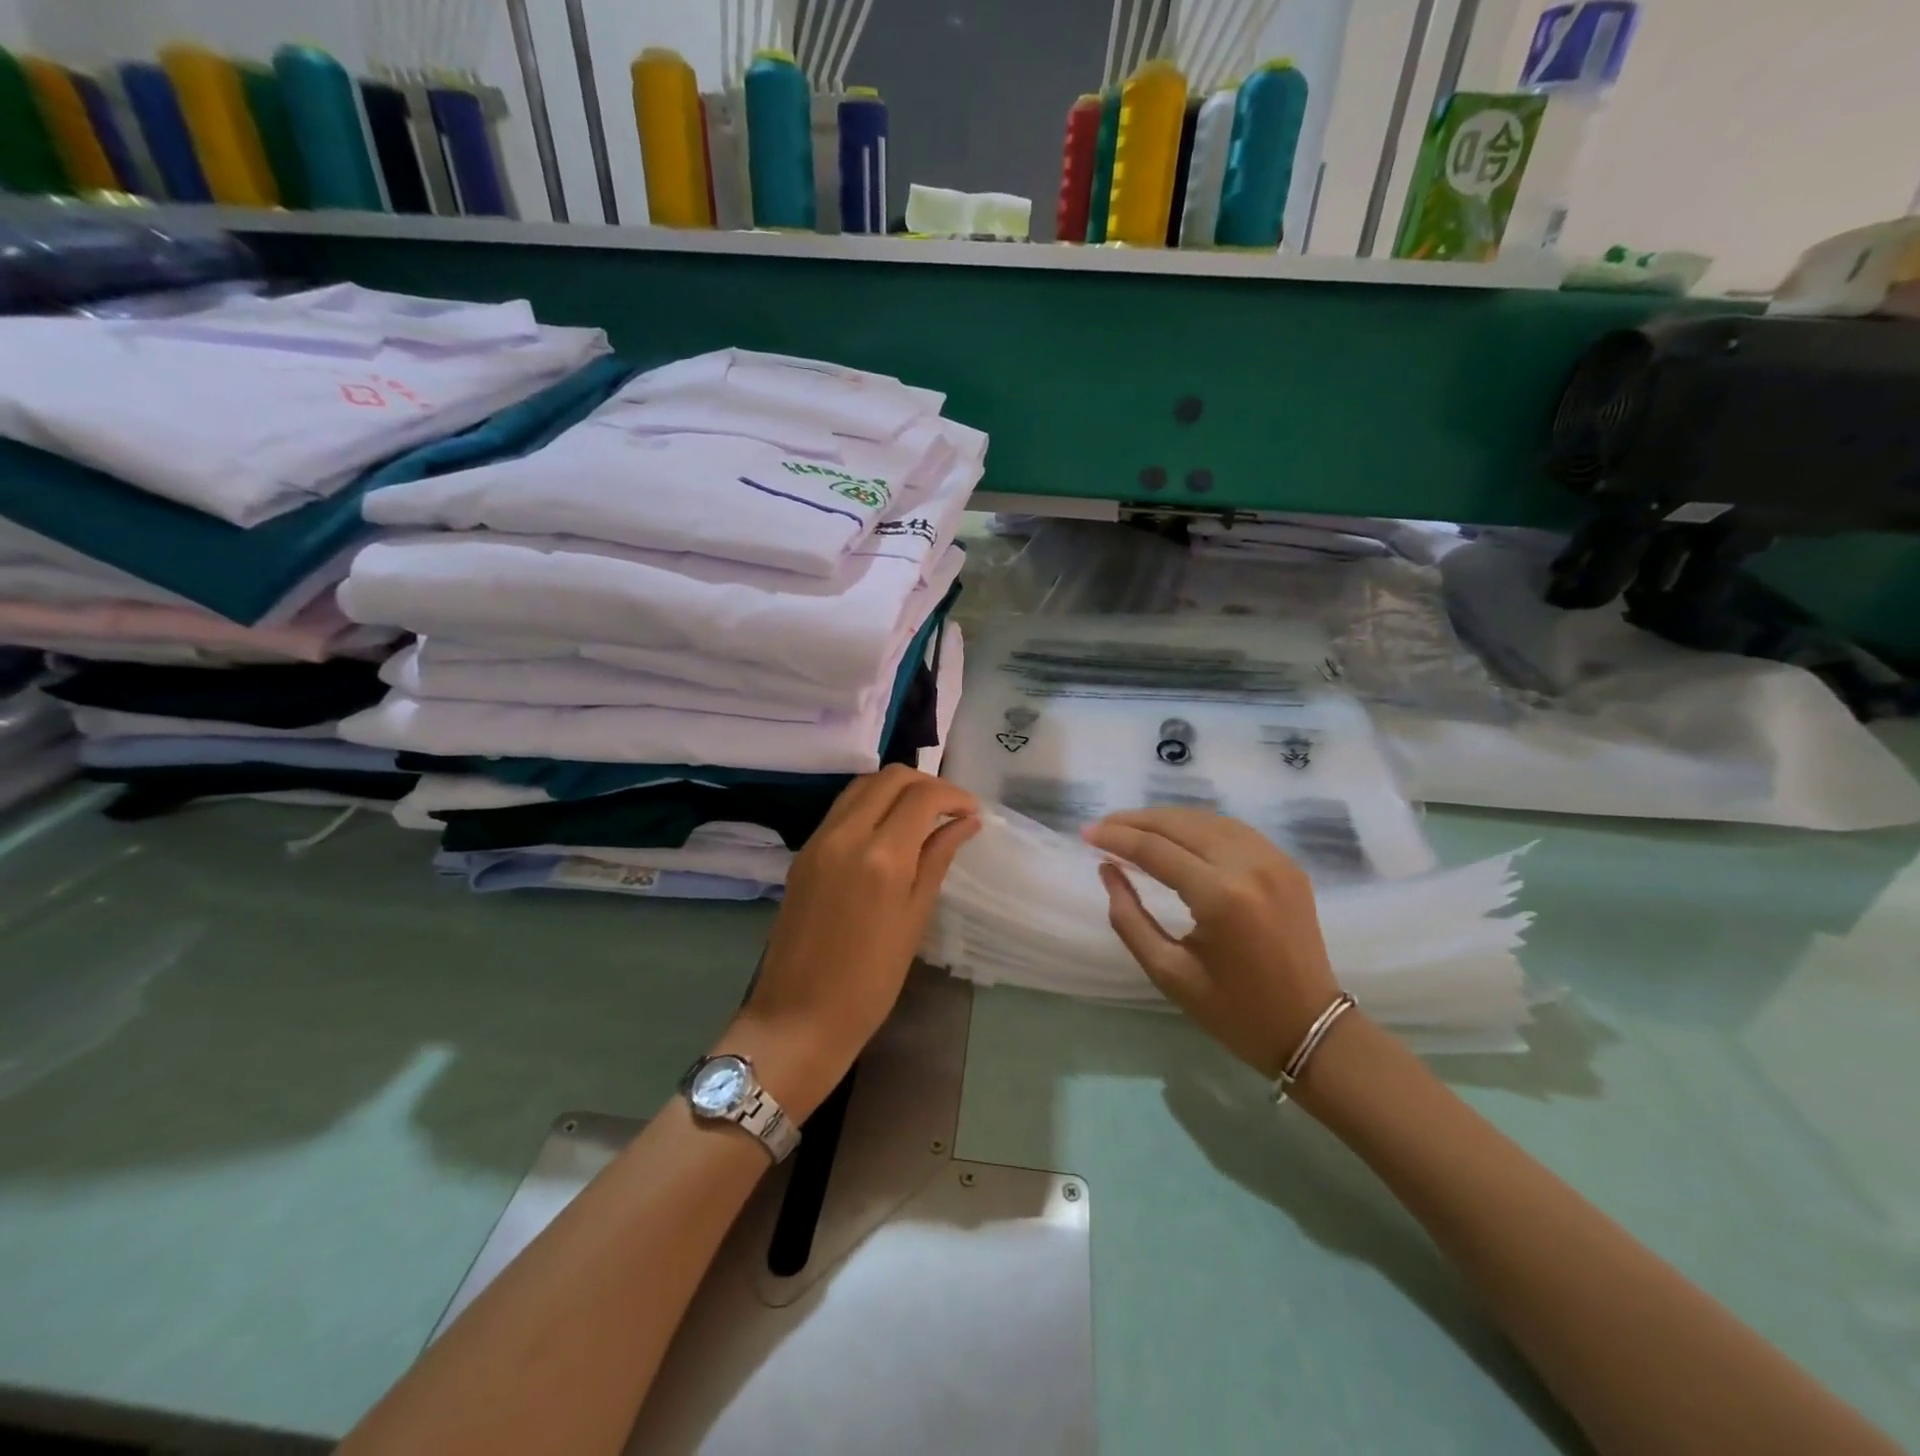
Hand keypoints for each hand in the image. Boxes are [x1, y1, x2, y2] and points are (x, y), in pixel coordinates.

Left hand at [731, 766, 979, 1118]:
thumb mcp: (915, 918)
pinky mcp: (804, 852)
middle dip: (926, 783)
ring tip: (922, 816)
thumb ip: (938, 859)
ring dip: (896, 789)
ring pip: (862, 785)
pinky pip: (842, 808)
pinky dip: (871, 804)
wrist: (798, 1016)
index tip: (972, 812)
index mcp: (881, 856)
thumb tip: (965, 822)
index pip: (922, 796)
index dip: (953, 795)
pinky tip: (889, 830)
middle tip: (950, 810)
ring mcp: (819, 840)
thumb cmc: (871, 980)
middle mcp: (846, 834)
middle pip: (890, 777)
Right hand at [1083, 808, 1340, 1080]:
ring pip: (1207, 819)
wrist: (1311, 1029)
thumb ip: (1129, 918)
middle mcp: (1249, 866)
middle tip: (1103, 826)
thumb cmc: (1233, 1010)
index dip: (1116, 837)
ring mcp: (1274, 860)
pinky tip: (1177, 834)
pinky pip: (1234, 830)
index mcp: (1220, 897)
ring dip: (1166, 819)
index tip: (1085, 833)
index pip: (1155, 850)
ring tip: (1133, 827)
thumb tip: (1107, 870)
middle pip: (1180, 824)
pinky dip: (1198, 825)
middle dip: (1136, 821)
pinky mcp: (1287, 864)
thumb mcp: (1168, 972)